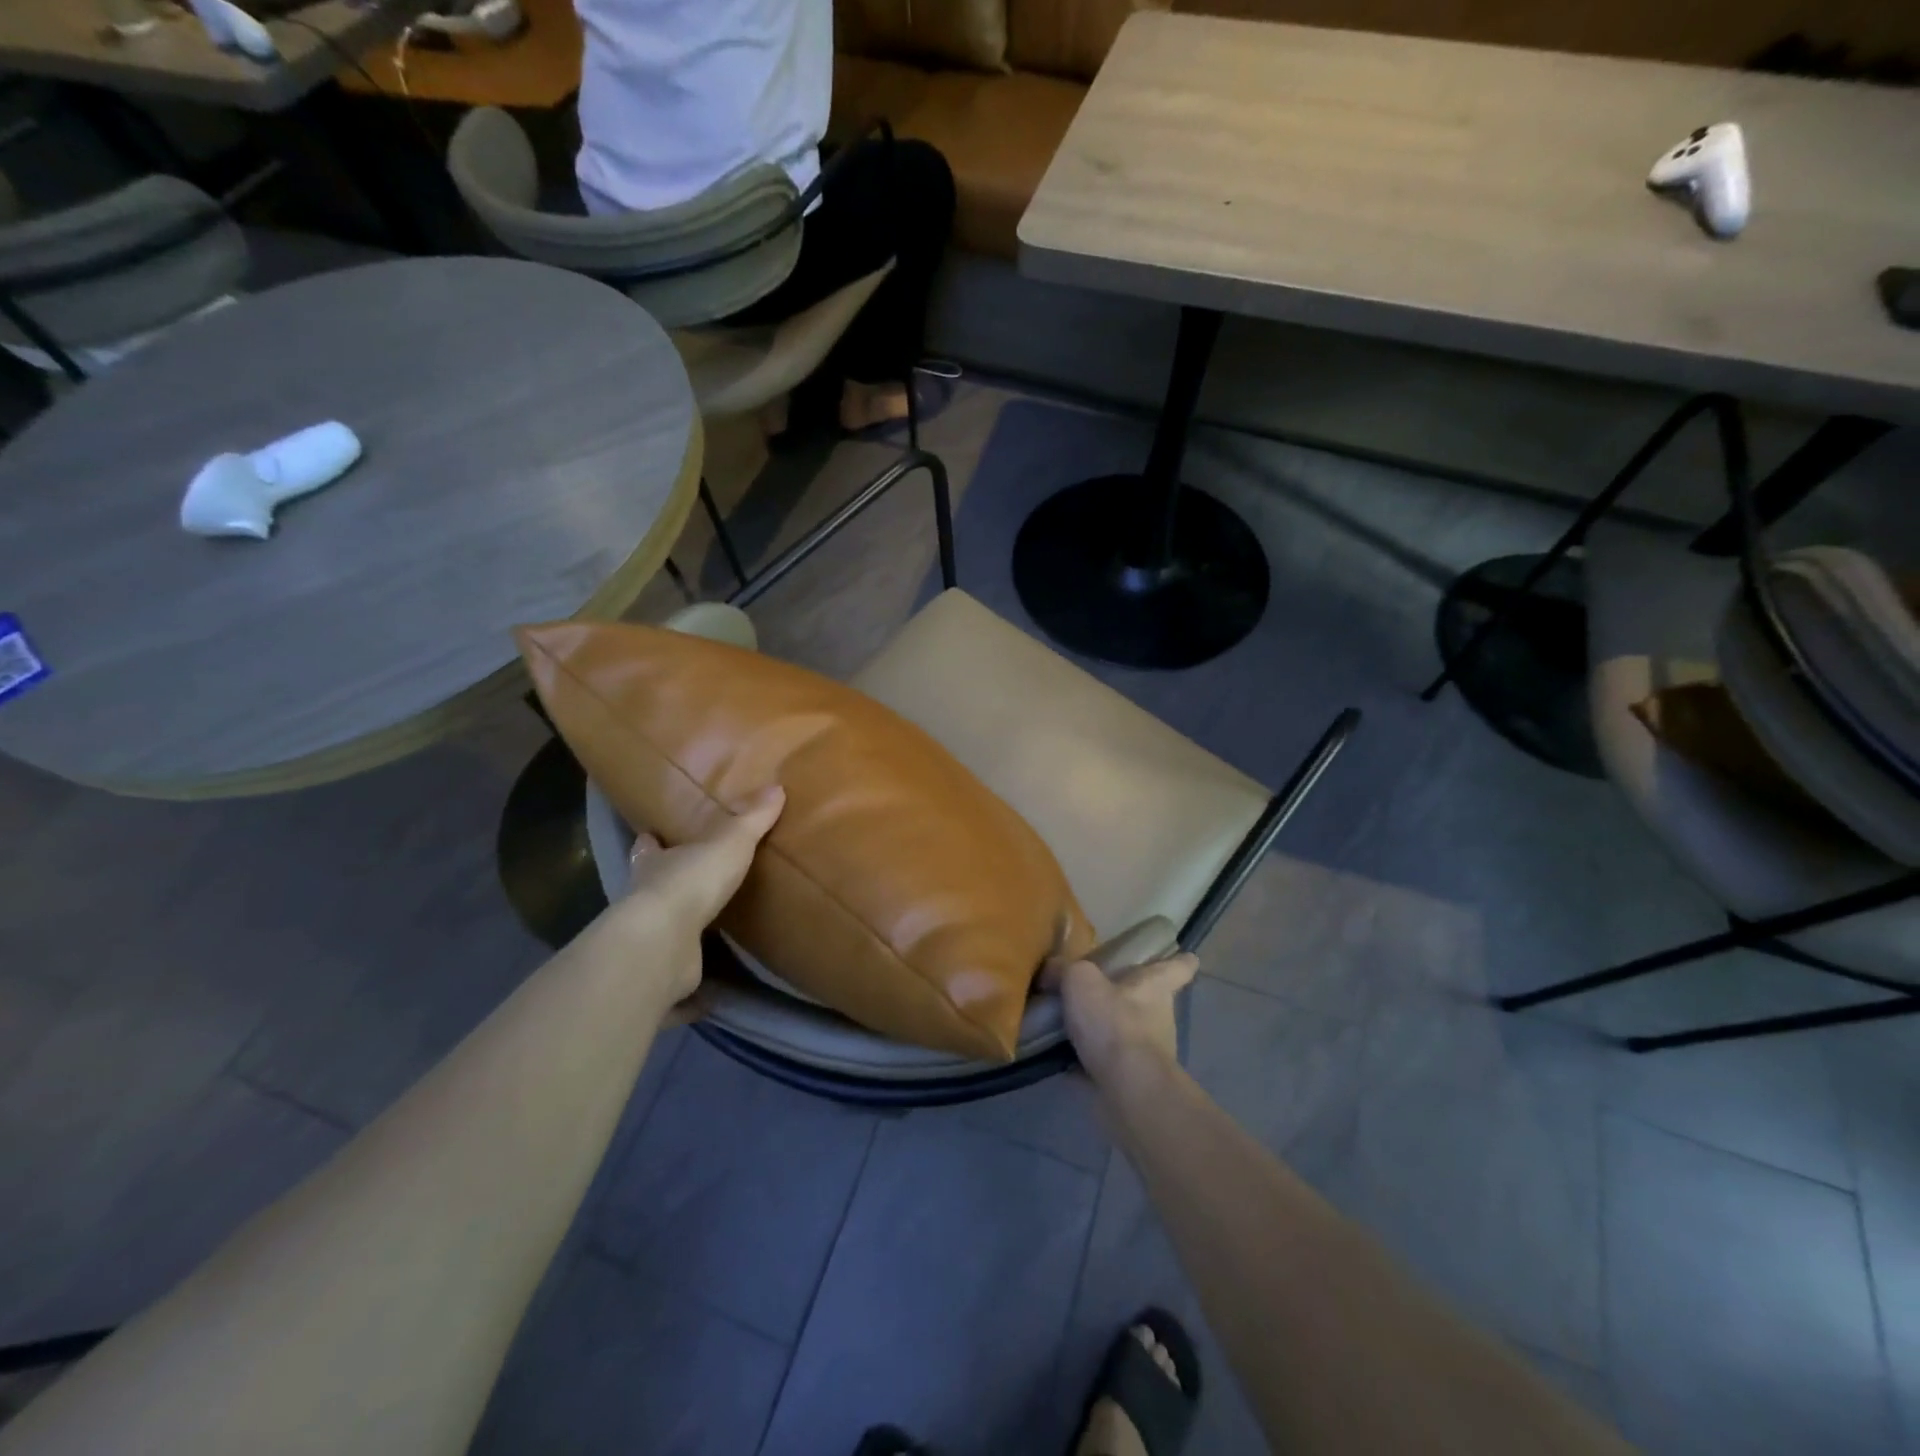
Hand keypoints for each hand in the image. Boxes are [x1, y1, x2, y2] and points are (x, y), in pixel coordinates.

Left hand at [610, 785, 784, 1016]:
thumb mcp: (729, 841)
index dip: (651, 842)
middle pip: (650, 891)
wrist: (663, 944)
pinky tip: (708, 995)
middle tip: (690, 888)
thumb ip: (752, 818)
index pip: (647, 848)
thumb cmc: (690, 882)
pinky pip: (676, 986)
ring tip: (706, 939)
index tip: (652, 836)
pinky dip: (688, 993)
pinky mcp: (659, 980)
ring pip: (660, 938)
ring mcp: (649, 944)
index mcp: (653, 866)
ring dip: (677, 938)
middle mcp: (643, 903)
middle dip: (663, 889)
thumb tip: (777, 787)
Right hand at [1041, 948, 1198, 1079]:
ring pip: (1132, 1033)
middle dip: (1132, 997)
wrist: (1127, 1088)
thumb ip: (1065, 969)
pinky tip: (1066, 1057)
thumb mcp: (1080, 981)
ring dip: (1110, 1030)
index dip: (1181, 961)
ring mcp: (1151, 1053)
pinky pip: (1111, 1063)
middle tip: (1103, 989)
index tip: (1187, 956)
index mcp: (1156, 986)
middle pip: (1152, 1000)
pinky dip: (1094, 1060)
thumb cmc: (1114, 1023)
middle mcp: (1160, 1017)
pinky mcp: (1135, 1080)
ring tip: (1075, 1024)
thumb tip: (1052, 969)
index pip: (1178, 968)